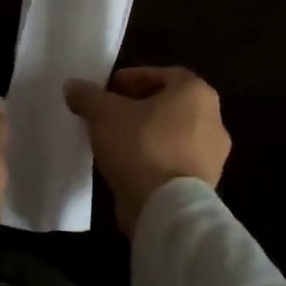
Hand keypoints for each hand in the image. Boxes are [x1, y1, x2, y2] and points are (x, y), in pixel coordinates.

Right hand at [63, 67, 229, 236]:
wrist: (167, 210)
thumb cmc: (141, 147)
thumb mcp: (103, 114)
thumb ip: (88, 96)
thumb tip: (73, 86)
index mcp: (196, 93)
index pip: (163, 75)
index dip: (133, 78)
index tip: (109, 89)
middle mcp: (213, 120)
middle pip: (169, 105)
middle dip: (138, 107)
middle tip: (109, 113)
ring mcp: (213, 156)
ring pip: (172, 135)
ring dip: (146, 134)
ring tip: (114, 141)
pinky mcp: (205, 185)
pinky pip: (174, 161)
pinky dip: (154, 159)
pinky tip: (128, 166)